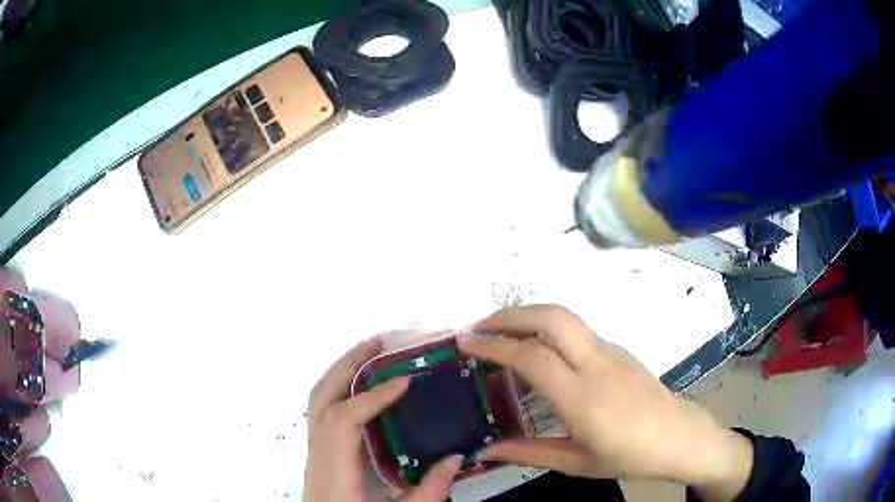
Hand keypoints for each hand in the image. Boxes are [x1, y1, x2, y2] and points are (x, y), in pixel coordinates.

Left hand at [304, 337, 463, 501]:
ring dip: (341, 374)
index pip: (344, 419)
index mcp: (335, 472)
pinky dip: (340, 392)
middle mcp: (318, 457)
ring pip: (317, 402)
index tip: (405, 381)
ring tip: (370, 356)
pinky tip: (362, 392)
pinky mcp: (319, 458)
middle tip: (378, 343)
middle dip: (347, 365)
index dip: (372, 396)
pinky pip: (323, 414)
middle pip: (321, 398)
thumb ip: (428, 492)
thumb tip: (456, 458)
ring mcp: (314, 455)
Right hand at [458, 305, 753, 501]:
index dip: (493, 345)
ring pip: (565, 317)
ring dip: (529, 315)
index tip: (465, 343)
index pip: (530, 357)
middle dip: (509, 314)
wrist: (678, 437)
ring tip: (502, 331)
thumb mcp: (576, 463)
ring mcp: (611, 351)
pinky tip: (539, 350)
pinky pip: (577, 330)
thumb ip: (529, 453)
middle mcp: (596, 363)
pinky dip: (548, 328)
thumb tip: (486, 451)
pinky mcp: (618, 350)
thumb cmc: (628, 456)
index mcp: (582, 397)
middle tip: (479, 326)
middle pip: (550, 318)